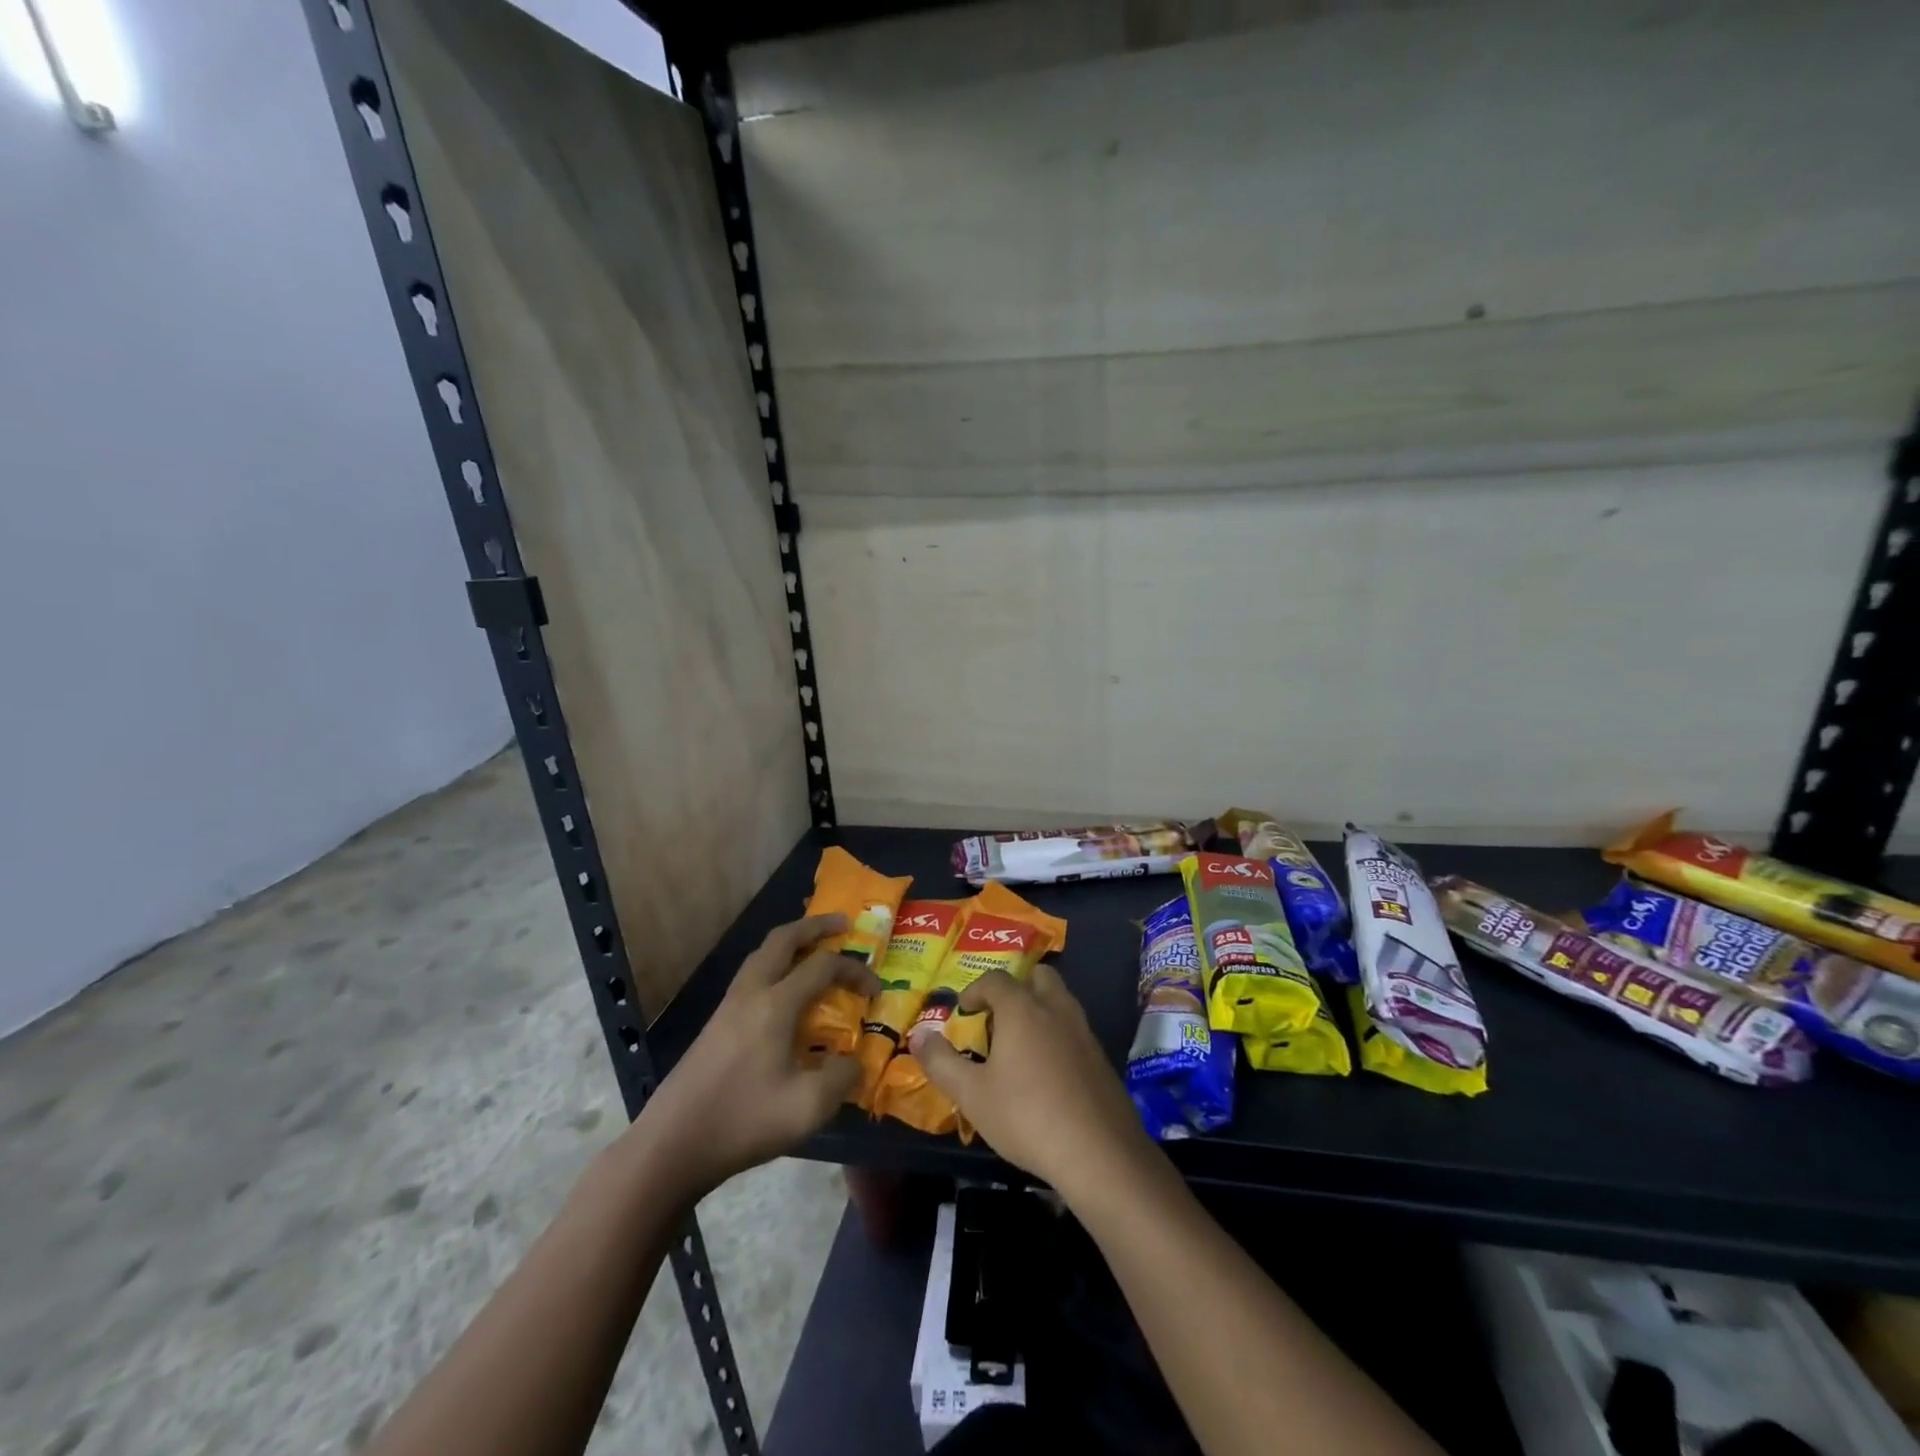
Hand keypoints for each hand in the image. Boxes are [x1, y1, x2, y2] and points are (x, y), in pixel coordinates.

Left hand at [632, 914, 876, 1199]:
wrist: (671, 1145)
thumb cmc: (743, 1121)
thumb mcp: (808, 1107)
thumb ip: (841, 1077)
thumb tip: (853, 1062)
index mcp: (775, 1004)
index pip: (823, 965)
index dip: (855, 970)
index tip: (876, 990)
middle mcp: (751, 993)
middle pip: (783, 939)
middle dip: (815, 925)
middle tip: (842, 924)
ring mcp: (728, 1006)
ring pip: (761, 954)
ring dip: (791, 942)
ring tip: (814, 949)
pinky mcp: (716, 1024)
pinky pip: (751, 975)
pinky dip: (774, 965)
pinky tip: (783, 991)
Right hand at [917, 964, 1154, 1200]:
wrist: (1099, 1152)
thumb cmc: (1026, 1116)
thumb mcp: (972, 1094)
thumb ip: (941, 1062)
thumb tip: (917, 1035)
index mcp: (1022, 1009)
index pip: (996, 979)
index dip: (976, 990)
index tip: (964, 1010)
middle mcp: (1056, 1009)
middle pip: (1038, 977)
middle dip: (1017, 988)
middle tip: (998, 1016)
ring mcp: (1084, 1032)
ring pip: (1061, 1001)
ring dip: (1040, 1009)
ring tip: (1021, 1043)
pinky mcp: (1102, 1058)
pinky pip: (1075, 1030)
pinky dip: (1058, 1035)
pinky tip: (1048, 1072)